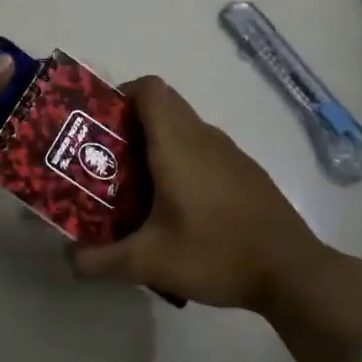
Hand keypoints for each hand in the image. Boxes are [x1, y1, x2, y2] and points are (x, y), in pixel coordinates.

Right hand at [74, 77, 361, 361]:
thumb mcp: (150, 262)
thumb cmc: (216, 253)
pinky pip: (205, 151)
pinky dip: (184, 163)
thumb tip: (69, 260)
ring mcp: (231, 153)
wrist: (293, 272)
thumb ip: (102, 260)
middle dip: (131, 125)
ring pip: (185, 130)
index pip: (150, 89)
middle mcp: (204, 137)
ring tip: (135, 188)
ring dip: (157, 146)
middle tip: (107, 161)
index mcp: (178, 143)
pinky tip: (178, 208)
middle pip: (164, 107)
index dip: (121, 95)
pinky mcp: (247, 173)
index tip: (100, 125)